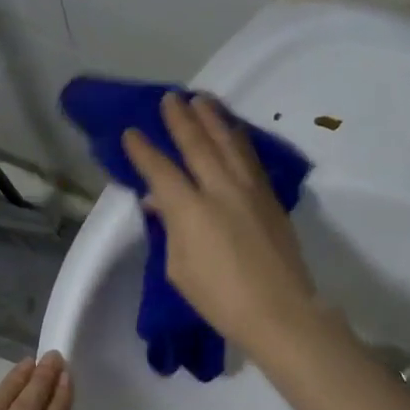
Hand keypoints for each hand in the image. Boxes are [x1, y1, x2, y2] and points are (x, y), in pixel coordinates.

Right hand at [122, 92, 321, 359]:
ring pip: (229, 143)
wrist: (278, 310)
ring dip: (213, 119)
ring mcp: (250, 190)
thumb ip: (170, 230)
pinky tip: (233, 132)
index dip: (143, 150)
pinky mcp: (270, 198)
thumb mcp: (179, 269)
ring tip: (202, 100)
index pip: (161, 171)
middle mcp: (220, 189)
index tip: (131, 132)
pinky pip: (250, 158)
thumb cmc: (219, 299)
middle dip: (181, 120)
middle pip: (198, 144)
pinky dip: (238, 140)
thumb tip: (161, 203)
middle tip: (170, 98)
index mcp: (190, 210)